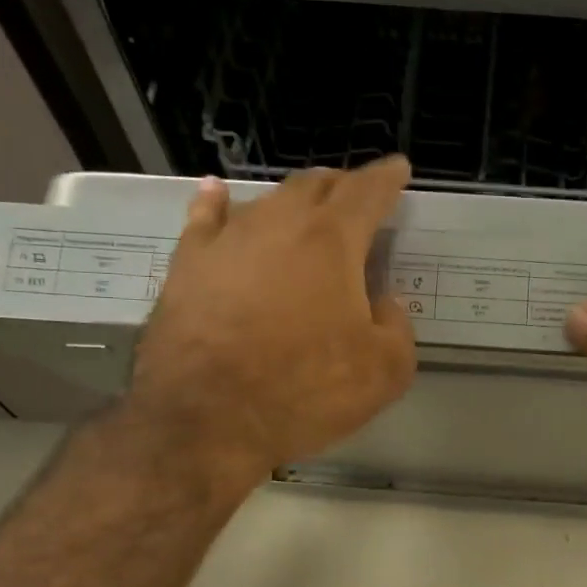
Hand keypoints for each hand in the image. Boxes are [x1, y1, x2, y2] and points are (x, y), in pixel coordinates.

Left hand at [117, 160, 417, 498]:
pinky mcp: (187, 265)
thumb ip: (397, 327)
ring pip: (266, 201)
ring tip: (303, 204)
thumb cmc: (305, 391)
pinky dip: (215, 203)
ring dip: (291, 200)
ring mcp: (227, 241)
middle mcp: (279, 224)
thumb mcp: (384, 371)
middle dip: (340, 185)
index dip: (387, 178)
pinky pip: (204, 220)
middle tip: (354, 194)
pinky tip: (216, 193)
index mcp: (332, 242)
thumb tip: (384, 303)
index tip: (398, 168)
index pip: (366, 192)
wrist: (207, 418)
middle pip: (314, 186)